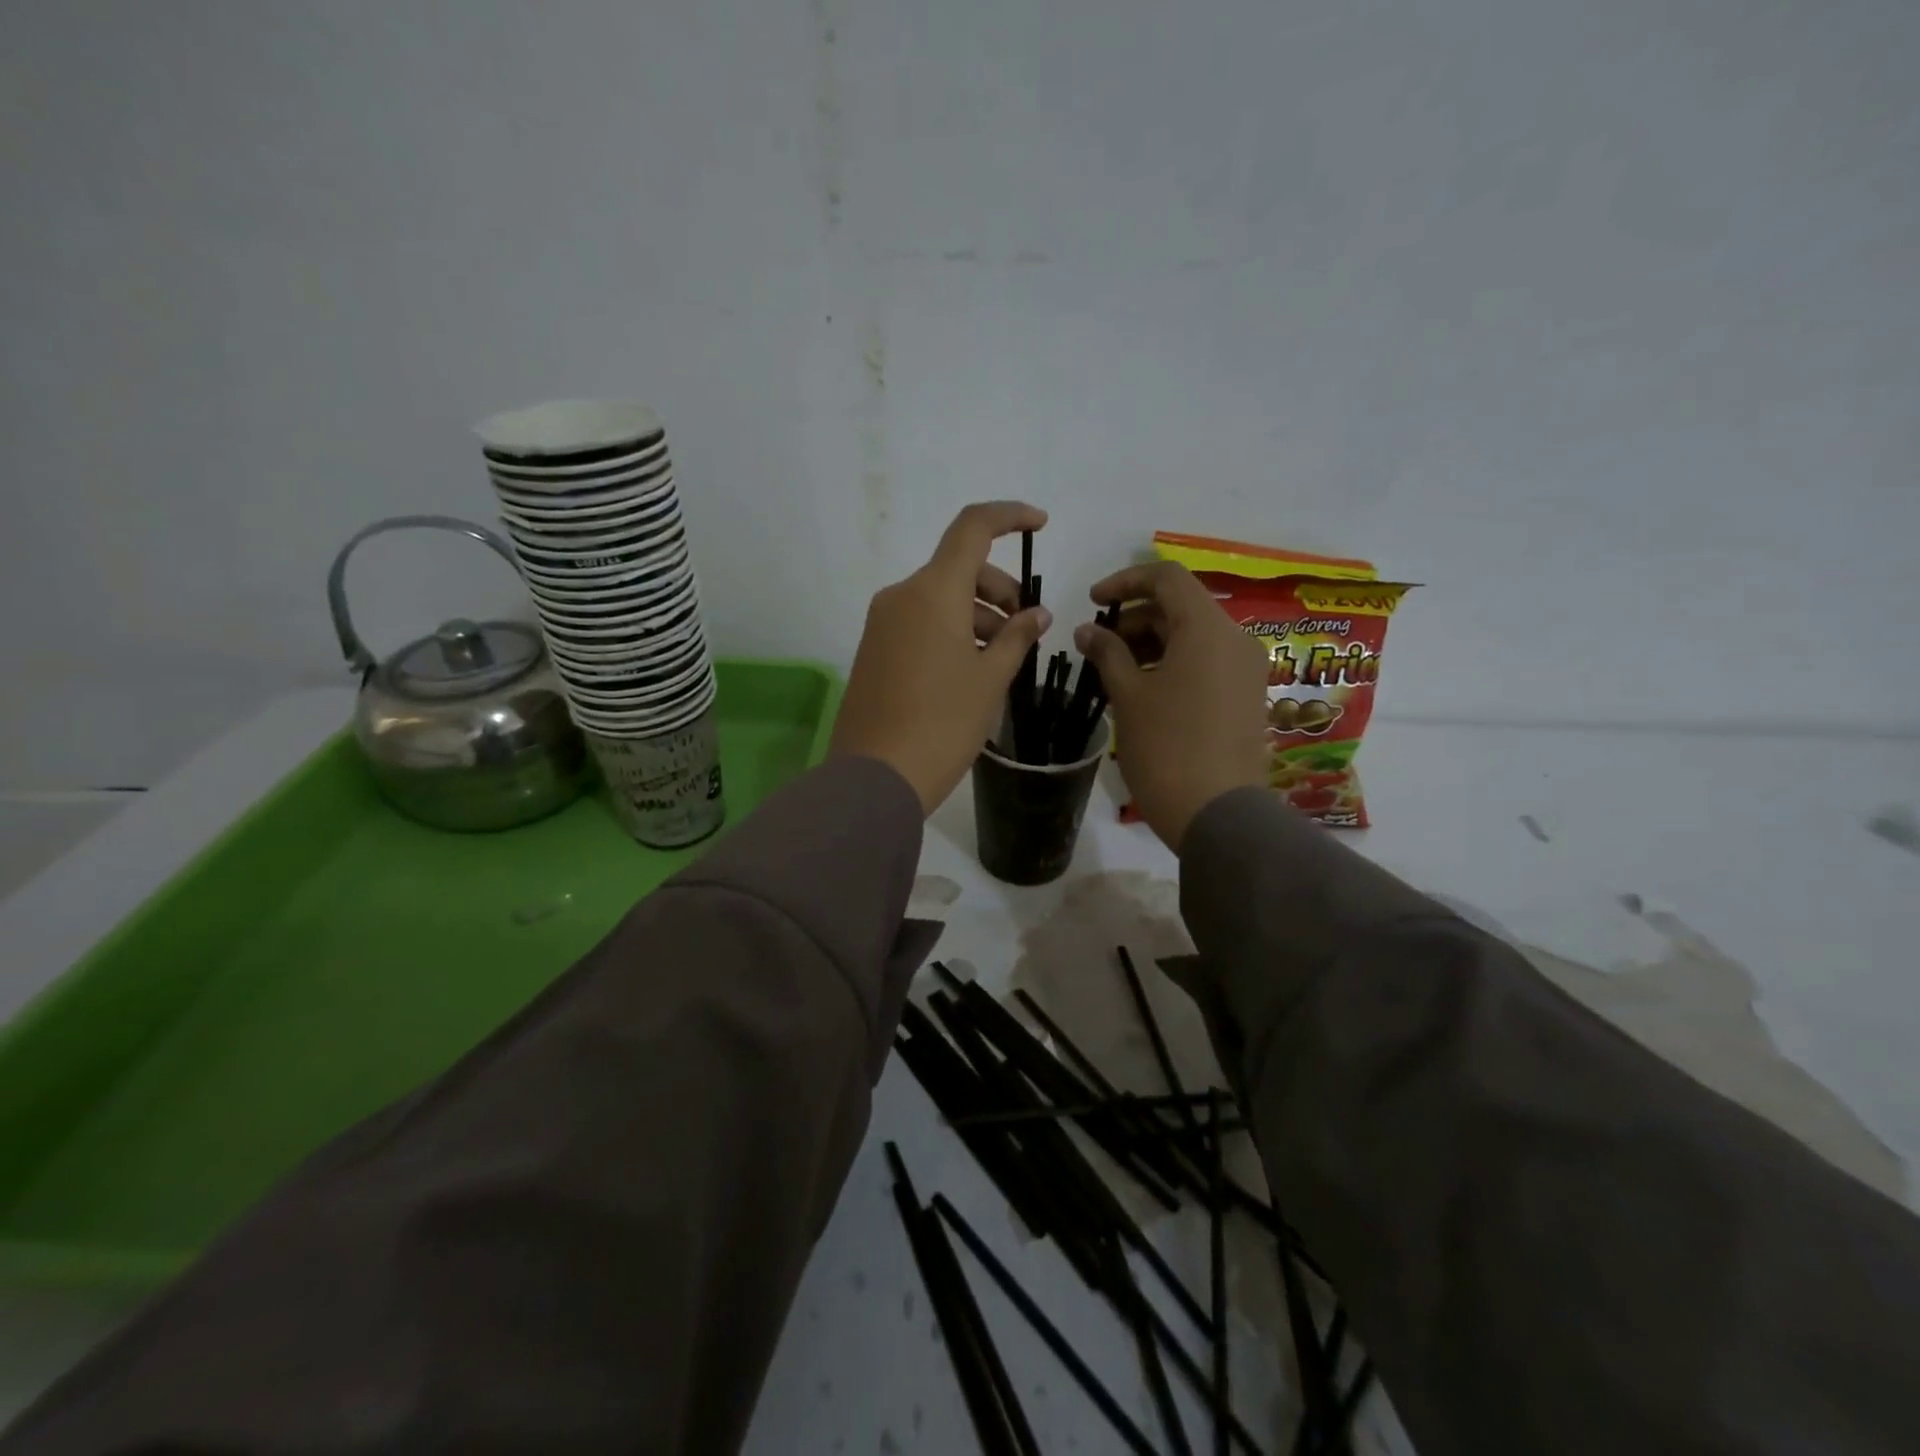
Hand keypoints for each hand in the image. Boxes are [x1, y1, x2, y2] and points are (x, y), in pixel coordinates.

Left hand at [831, 502, 1052, 812]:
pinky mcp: (874, 649)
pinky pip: (920, 622)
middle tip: (1025, 628)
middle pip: (958, 568)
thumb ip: (1017, 637)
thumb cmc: (942, 724)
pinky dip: (951, 630)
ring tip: (1001, 658)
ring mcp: (882, 623)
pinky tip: (970, 668)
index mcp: (933, 591)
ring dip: (977, 613)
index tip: (1041, 525)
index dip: (1009, 516)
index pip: (972, 528)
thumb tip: (1037, 613)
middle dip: (999, 588)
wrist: (875, 776)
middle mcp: (902, 595)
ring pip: (939, 597)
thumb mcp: (990, 679)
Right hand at [1075, 560, 1269, 851]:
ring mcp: (1247, 669)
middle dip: (1135, 618)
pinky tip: (1146, 690)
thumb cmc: (1165, 747)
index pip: (1166, 577)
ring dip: (1153, 642)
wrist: (1217, 814)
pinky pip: (1208, 661)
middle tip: (1100, 646)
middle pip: (1181, 606)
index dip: (1125, 581)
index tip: (1092, 602)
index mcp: (1207, 629)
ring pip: (1195, 635)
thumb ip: (1107, 653)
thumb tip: (1087, 630)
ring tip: (1117, 671)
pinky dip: (1174, 662)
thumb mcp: (1128, 696)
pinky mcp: (1247, 695)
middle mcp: (1235, 639)